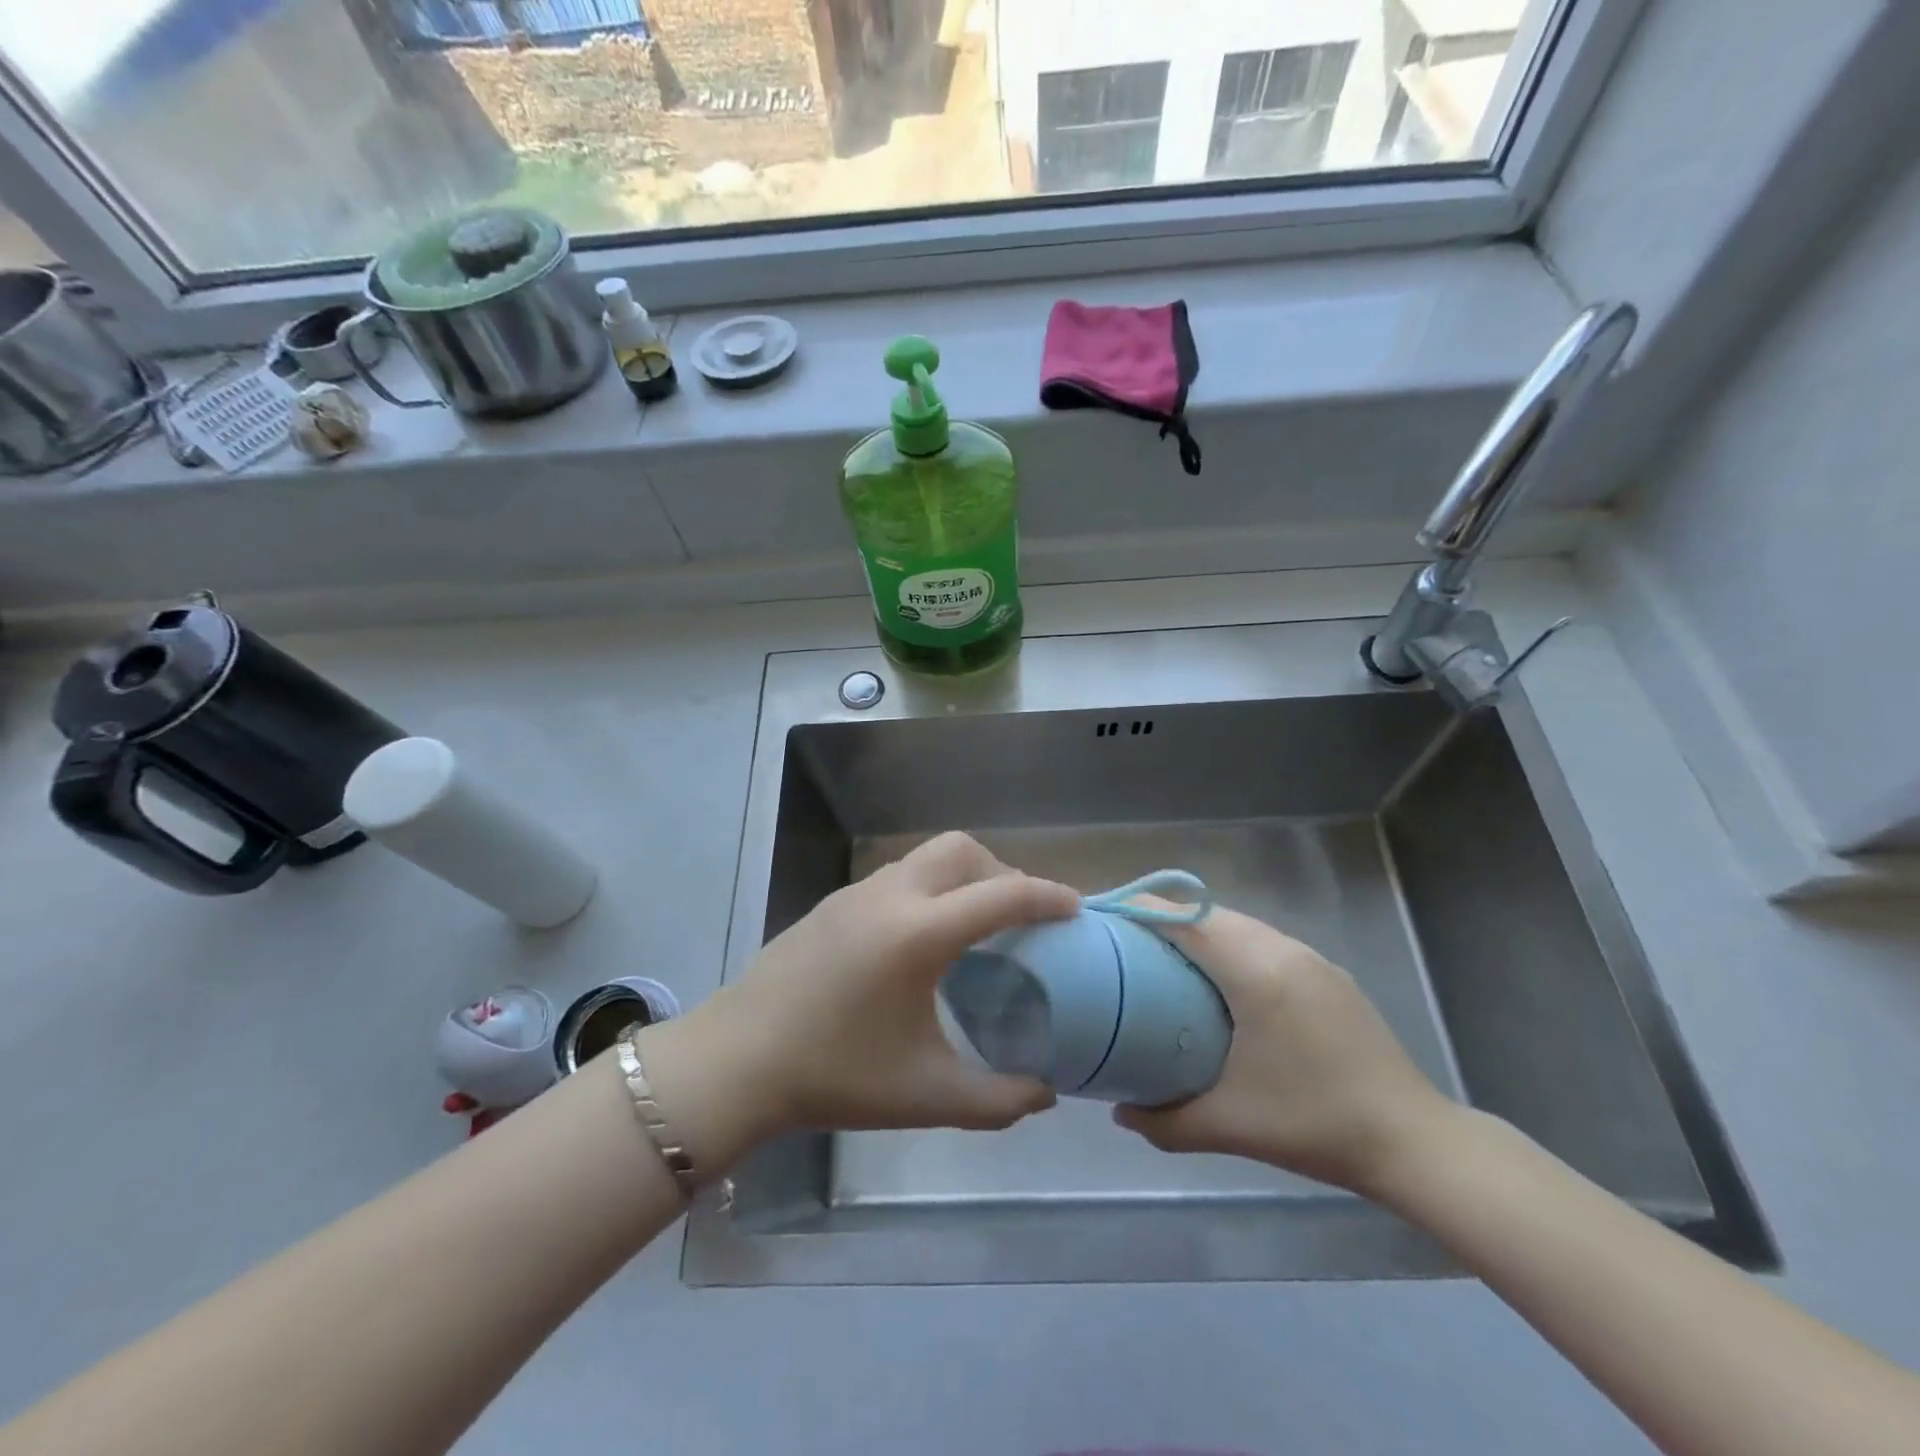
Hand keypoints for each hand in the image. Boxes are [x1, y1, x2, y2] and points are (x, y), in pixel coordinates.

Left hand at [670, 833, 1076, 1152]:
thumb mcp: (927, 1095)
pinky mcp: (834, 902)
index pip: (1002, 895)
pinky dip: (929, 888)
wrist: (737, 1060)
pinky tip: (922, 939)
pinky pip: (899, 875)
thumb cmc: (835, 1075)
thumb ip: (998, 1098)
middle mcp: (892, 895)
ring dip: (962, 877)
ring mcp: (857, 893)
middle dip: (1001, 872)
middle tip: (1019, 918)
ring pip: (927, 857)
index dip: (1046, 896)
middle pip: (962, 850)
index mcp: (919, 933)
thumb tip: (1045, 1092)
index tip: (1075, 908)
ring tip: (974, 927)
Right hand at [1112, 903, 1454, 1196]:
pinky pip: (1265, 941)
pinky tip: (1221, 983)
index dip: (1142, 910)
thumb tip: (1118, 1110)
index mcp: (1256, 972)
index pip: (1187, 919)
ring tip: (1165, 959)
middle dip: (1164, 918)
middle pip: (1210, 914)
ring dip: (1200, 931)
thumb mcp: (1230, 1126)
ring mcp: (1311, 958)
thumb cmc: (1315, 1124)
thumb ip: (1165, 1120)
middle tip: (1126, 945)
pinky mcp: (1328, 973)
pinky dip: (1231, 946)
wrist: (1414, 1141)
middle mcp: (1283, 950)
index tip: (1106, 920)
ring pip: (1240, 925)